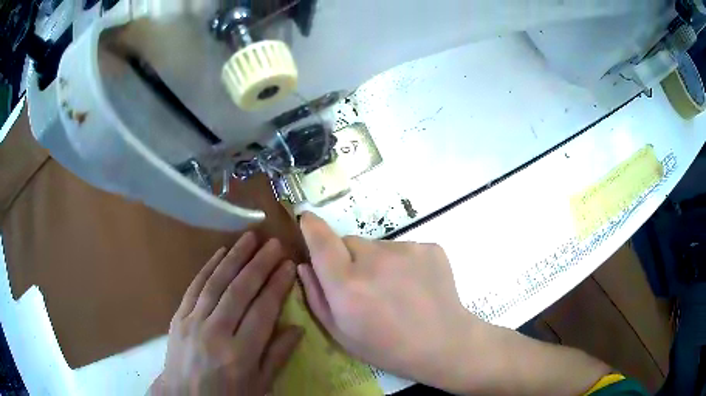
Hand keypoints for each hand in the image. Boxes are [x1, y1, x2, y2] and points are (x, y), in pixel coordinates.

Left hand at [150, 232, 301, 394]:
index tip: (289, 265)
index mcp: (241, 354)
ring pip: (217, 283)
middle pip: (240, 291)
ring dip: (235, 257)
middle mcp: (216, 332)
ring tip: (251, 237)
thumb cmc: (228, 394)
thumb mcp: (260, 384)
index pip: (263, 311)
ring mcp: (193, 321)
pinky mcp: (179, 315)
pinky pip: (195, 286)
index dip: (277, 285)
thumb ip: (278, 356)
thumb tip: (298, 327)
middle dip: (259, 264)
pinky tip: (221, 252)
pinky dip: (208, 267)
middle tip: (274, 243)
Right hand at [297, 212, 478, 390]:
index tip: (307, 219)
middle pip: (350, 243)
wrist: (443, 344)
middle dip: (348, 258)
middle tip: (364, 287)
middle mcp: (375, 260)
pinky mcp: (429, 247)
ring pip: (378, 246)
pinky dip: (402, 263)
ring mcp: (406, 250)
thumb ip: (316, 296)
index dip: (311, 227)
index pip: (321, 240)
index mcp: (348, 285)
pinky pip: (403, 248)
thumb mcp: (341, 333)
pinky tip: (414, 287)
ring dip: (377, 262)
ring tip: (394, 290)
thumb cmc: (386, 348)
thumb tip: (304, 265)